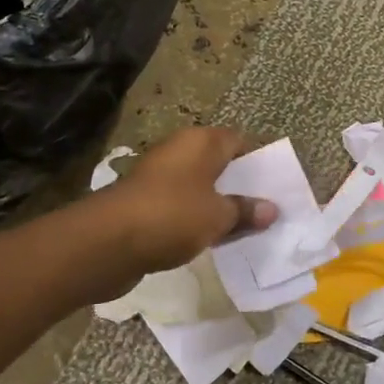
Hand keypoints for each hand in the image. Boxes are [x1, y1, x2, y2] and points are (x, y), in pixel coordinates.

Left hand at [102, 127, 277, 276]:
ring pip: (200, 187)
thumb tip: (272, 209)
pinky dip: (196, 219)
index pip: (239, 142)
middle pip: (219, 164)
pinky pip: (182, 207)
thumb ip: (245, 211)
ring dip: (218, 205)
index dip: (258, 162)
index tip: (276, 186)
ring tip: (245, 228)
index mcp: (200, 142)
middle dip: (240, 186)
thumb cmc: (172, 216)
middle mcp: (179, 151)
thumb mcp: (218, 216)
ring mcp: (159, 176)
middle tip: (266, 210)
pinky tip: (212, 239)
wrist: (108, 242)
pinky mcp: (145, 202)